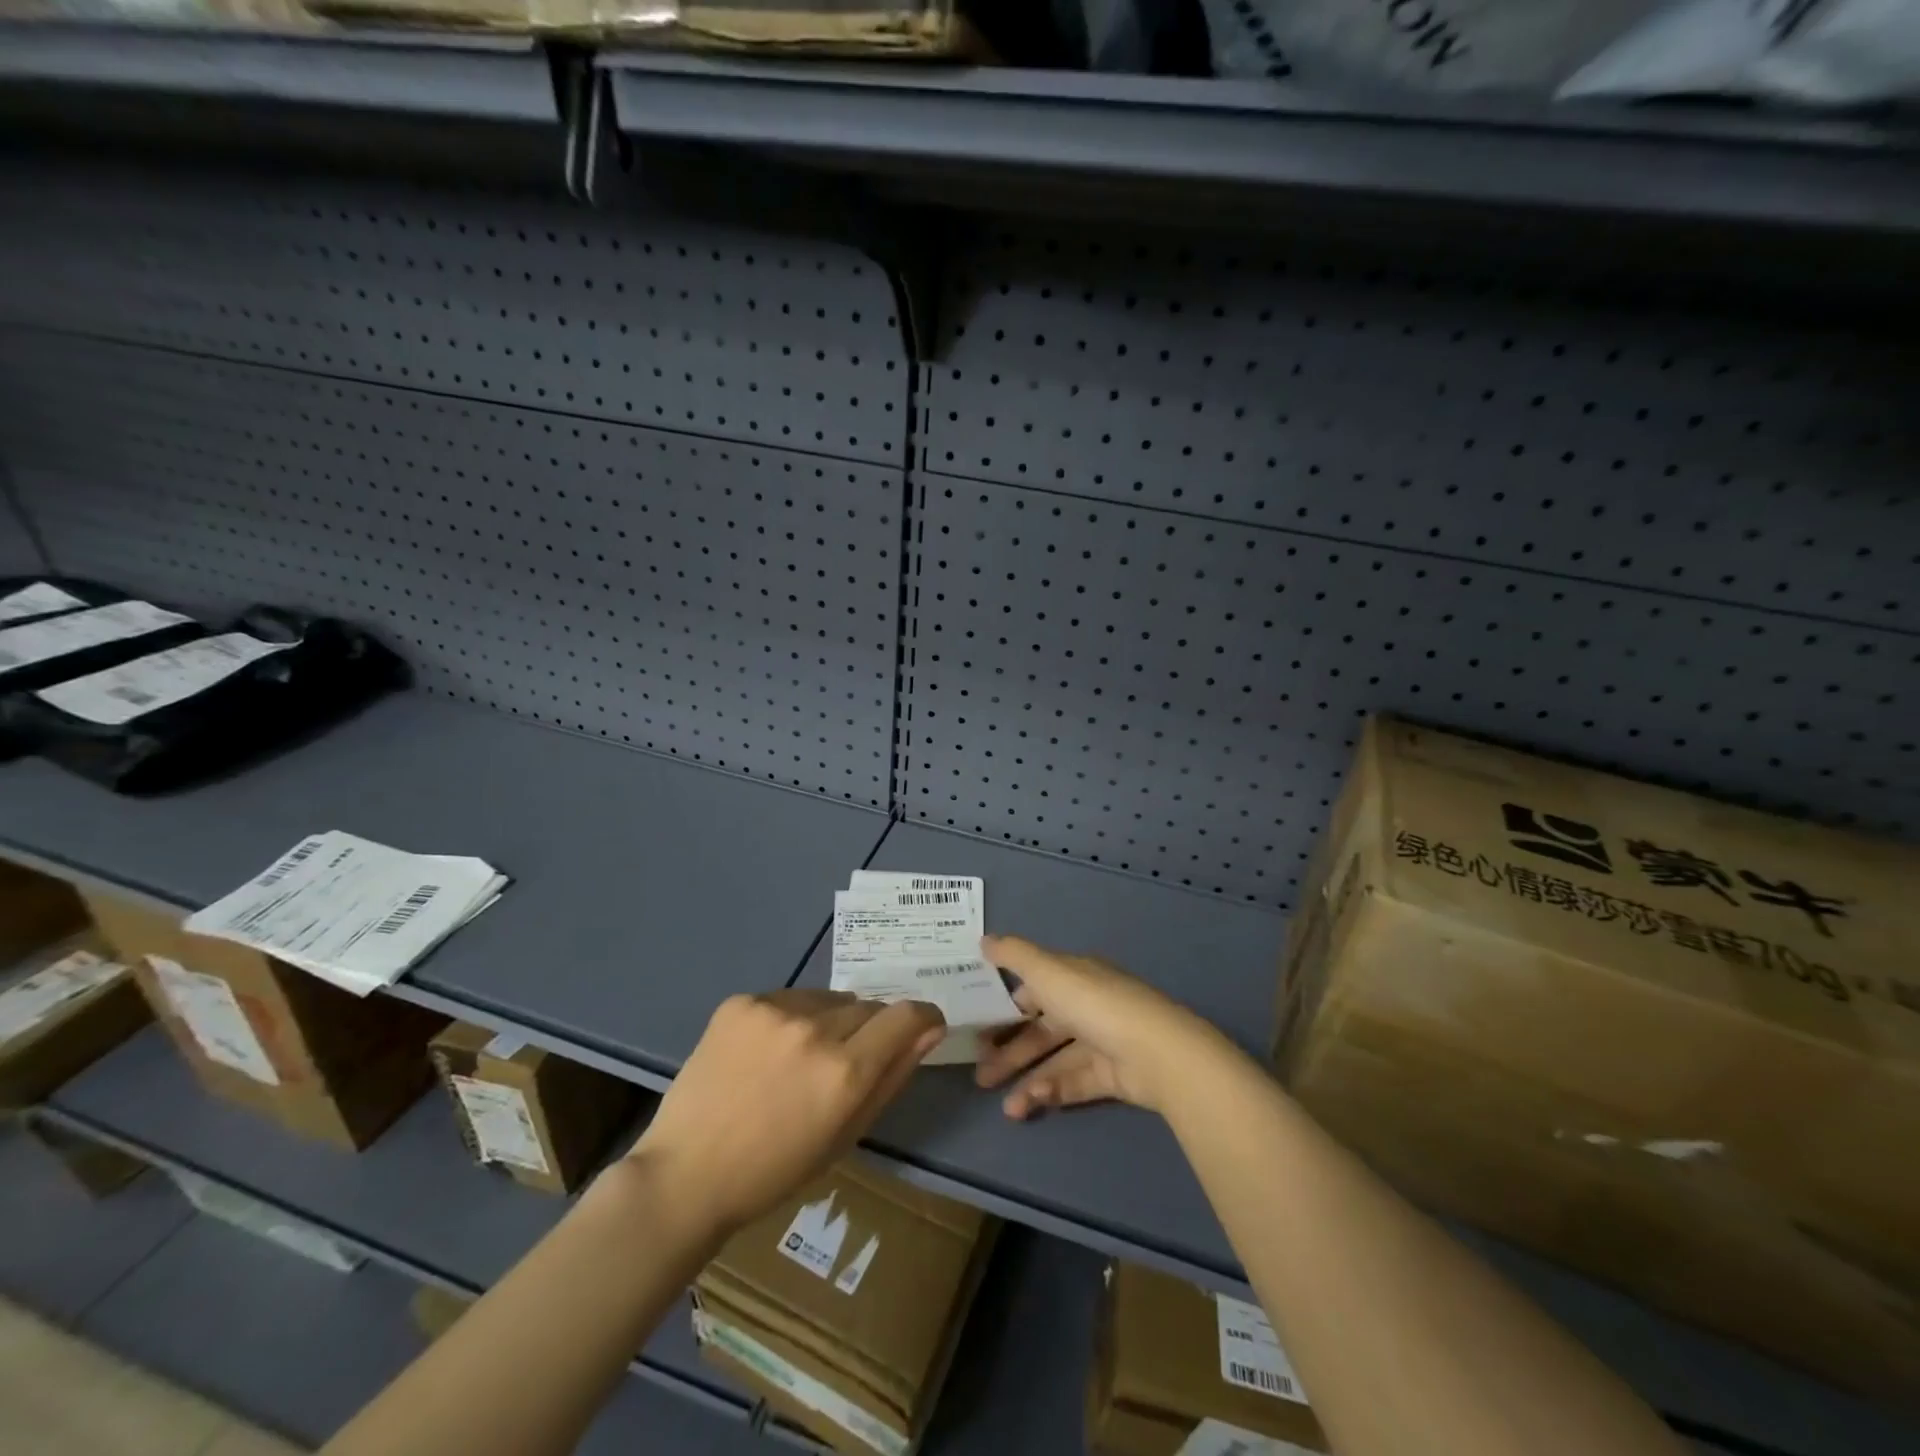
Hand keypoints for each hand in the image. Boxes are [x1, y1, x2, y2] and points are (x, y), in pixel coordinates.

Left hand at [630, 990, 943, 1235]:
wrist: (685, 1174)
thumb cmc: (774, 1171)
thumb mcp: (846, 1135)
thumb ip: (893, 1076)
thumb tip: (930, 1029)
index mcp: (845, 1071)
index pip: (907, 1015)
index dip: (922, 1018)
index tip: (919, 1029)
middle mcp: (815, 1029)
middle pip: (868, 1007)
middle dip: (868, 1031)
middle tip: (840, 1066)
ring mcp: (774, 1010)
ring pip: (828, 999)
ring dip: (828, 1021)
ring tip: (796, 1060)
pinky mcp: (741, 1002)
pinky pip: (788, 998)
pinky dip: (788, 1019)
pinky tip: (763, 1053)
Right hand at [974, 935, 1224, 1119]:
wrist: (1157, 1053)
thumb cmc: (1094, 1004)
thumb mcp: (1048, 971)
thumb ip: (1014, 955)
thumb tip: (984, 940)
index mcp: (1074, 976)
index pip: (1035, 988)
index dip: (1006, 1005)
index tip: (977, 1024)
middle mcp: (1087, 1006)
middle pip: (1042, 1030)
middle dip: (1010, 1052)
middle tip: (980, 1076)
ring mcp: (1102, 1042)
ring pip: (1056, 1061)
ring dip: (1028, 1081)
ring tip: (1005, 1108)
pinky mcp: (1113, 1076)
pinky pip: (1075, 1083)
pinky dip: (1052, 1091)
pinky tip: (1031, 1103)